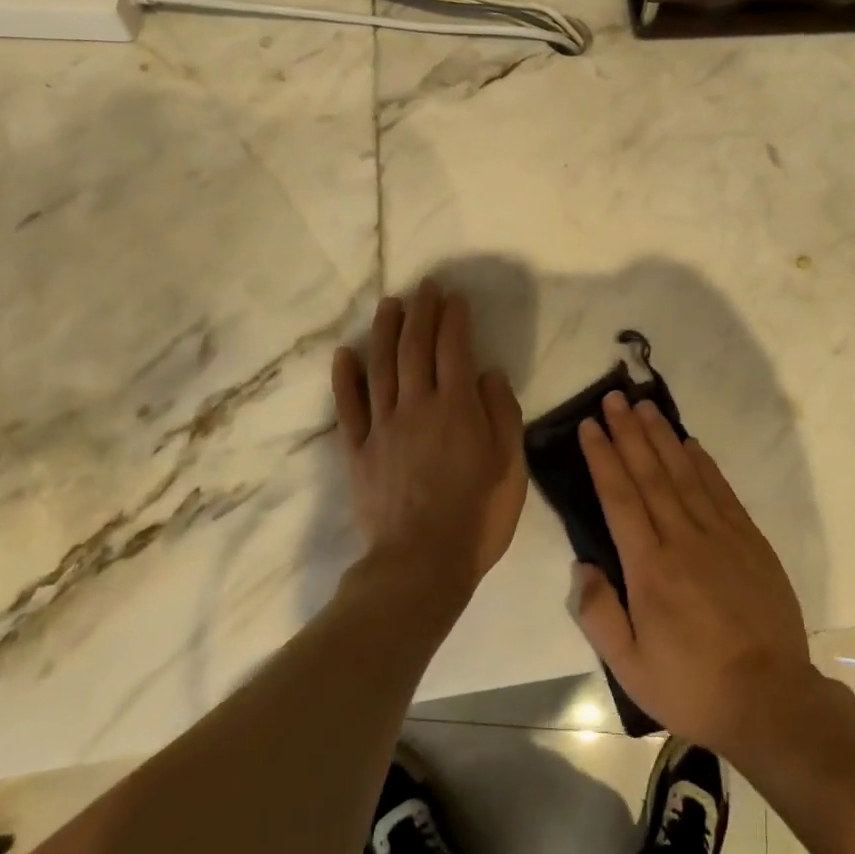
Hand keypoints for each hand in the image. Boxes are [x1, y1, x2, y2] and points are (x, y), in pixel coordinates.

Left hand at [331, 281, 525, 593]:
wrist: (421, 566)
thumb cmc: (477, 516)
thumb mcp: (509, 466)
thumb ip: (501, 414)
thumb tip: (488, 373)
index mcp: (456, 408)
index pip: (454, 349)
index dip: (454, 319)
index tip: (455, 297)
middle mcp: (417, 406)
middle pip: (415, 348)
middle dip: (421, 312)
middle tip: (425, 287)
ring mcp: (382, 427)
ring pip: (381, 367)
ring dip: (385, 332)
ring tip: (390, 305)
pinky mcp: (357, 451)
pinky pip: (348, 407)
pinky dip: (345, 378)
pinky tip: (345, 353)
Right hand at [571, 392, 813, 755]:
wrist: (772, 699)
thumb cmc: (693, 686)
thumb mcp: (631, 669)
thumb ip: (600, 614)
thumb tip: (582, 565)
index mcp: (650, 568)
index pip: (620, 497)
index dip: (603, 457)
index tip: (590, 425)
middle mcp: (682, 539)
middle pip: (650, 473)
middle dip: (629, 432)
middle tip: (614, 397)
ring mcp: (720, 534)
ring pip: (684, 472)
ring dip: (662, 436)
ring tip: (645, 406)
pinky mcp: (749, 539)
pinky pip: (720, 489)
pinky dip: (703, 462)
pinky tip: (689, 443)